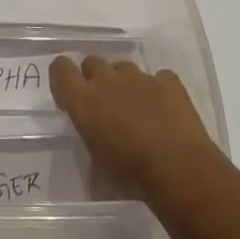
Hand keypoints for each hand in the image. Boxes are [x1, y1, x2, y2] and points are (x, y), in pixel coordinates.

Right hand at [50, 56, 218, 199]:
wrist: (179, 170)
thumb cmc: (132, 176)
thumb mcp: (98, 168)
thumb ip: (90, 142)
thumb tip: (94, 140)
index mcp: (84, 100)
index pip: (61, 70)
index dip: (62, 77)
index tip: (69, 96)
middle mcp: (108, 81)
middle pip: (92, 63)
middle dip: (95, 79)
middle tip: (105, 105)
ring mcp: (140, 77)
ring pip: (124, 68)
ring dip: (125, 83)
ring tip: (137, 109)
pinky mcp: (168, 81)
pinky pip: (158, 78)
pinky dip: (158, 90)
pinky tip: (164, 110)